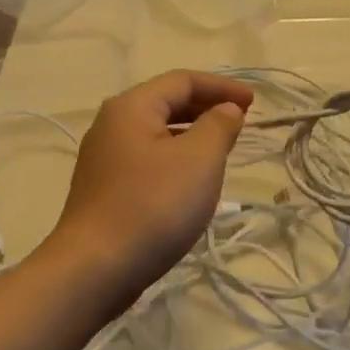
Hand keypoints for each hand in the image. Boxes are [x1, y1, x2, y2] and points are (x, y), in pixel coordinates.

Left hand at [46, 70, 252, 300]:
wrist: (95, 269)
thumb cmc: (153, 205)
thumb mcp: (199, 160)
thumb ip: (219, 126)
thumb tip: (226, 109)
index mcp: (131, 107)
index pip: (183, 80)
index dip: (222, 87)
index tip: (254, 103)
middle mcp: (111, 125)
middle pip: (166, 103)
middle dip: (206, 108)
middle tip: (240, 123)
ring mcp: (103, 159)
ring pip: (157, 134)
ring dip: (192, 135)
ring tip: (222, 151)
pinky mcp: (104, 190)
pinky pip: (147, 159)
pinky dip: (175, 158)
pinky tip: (190, 182)